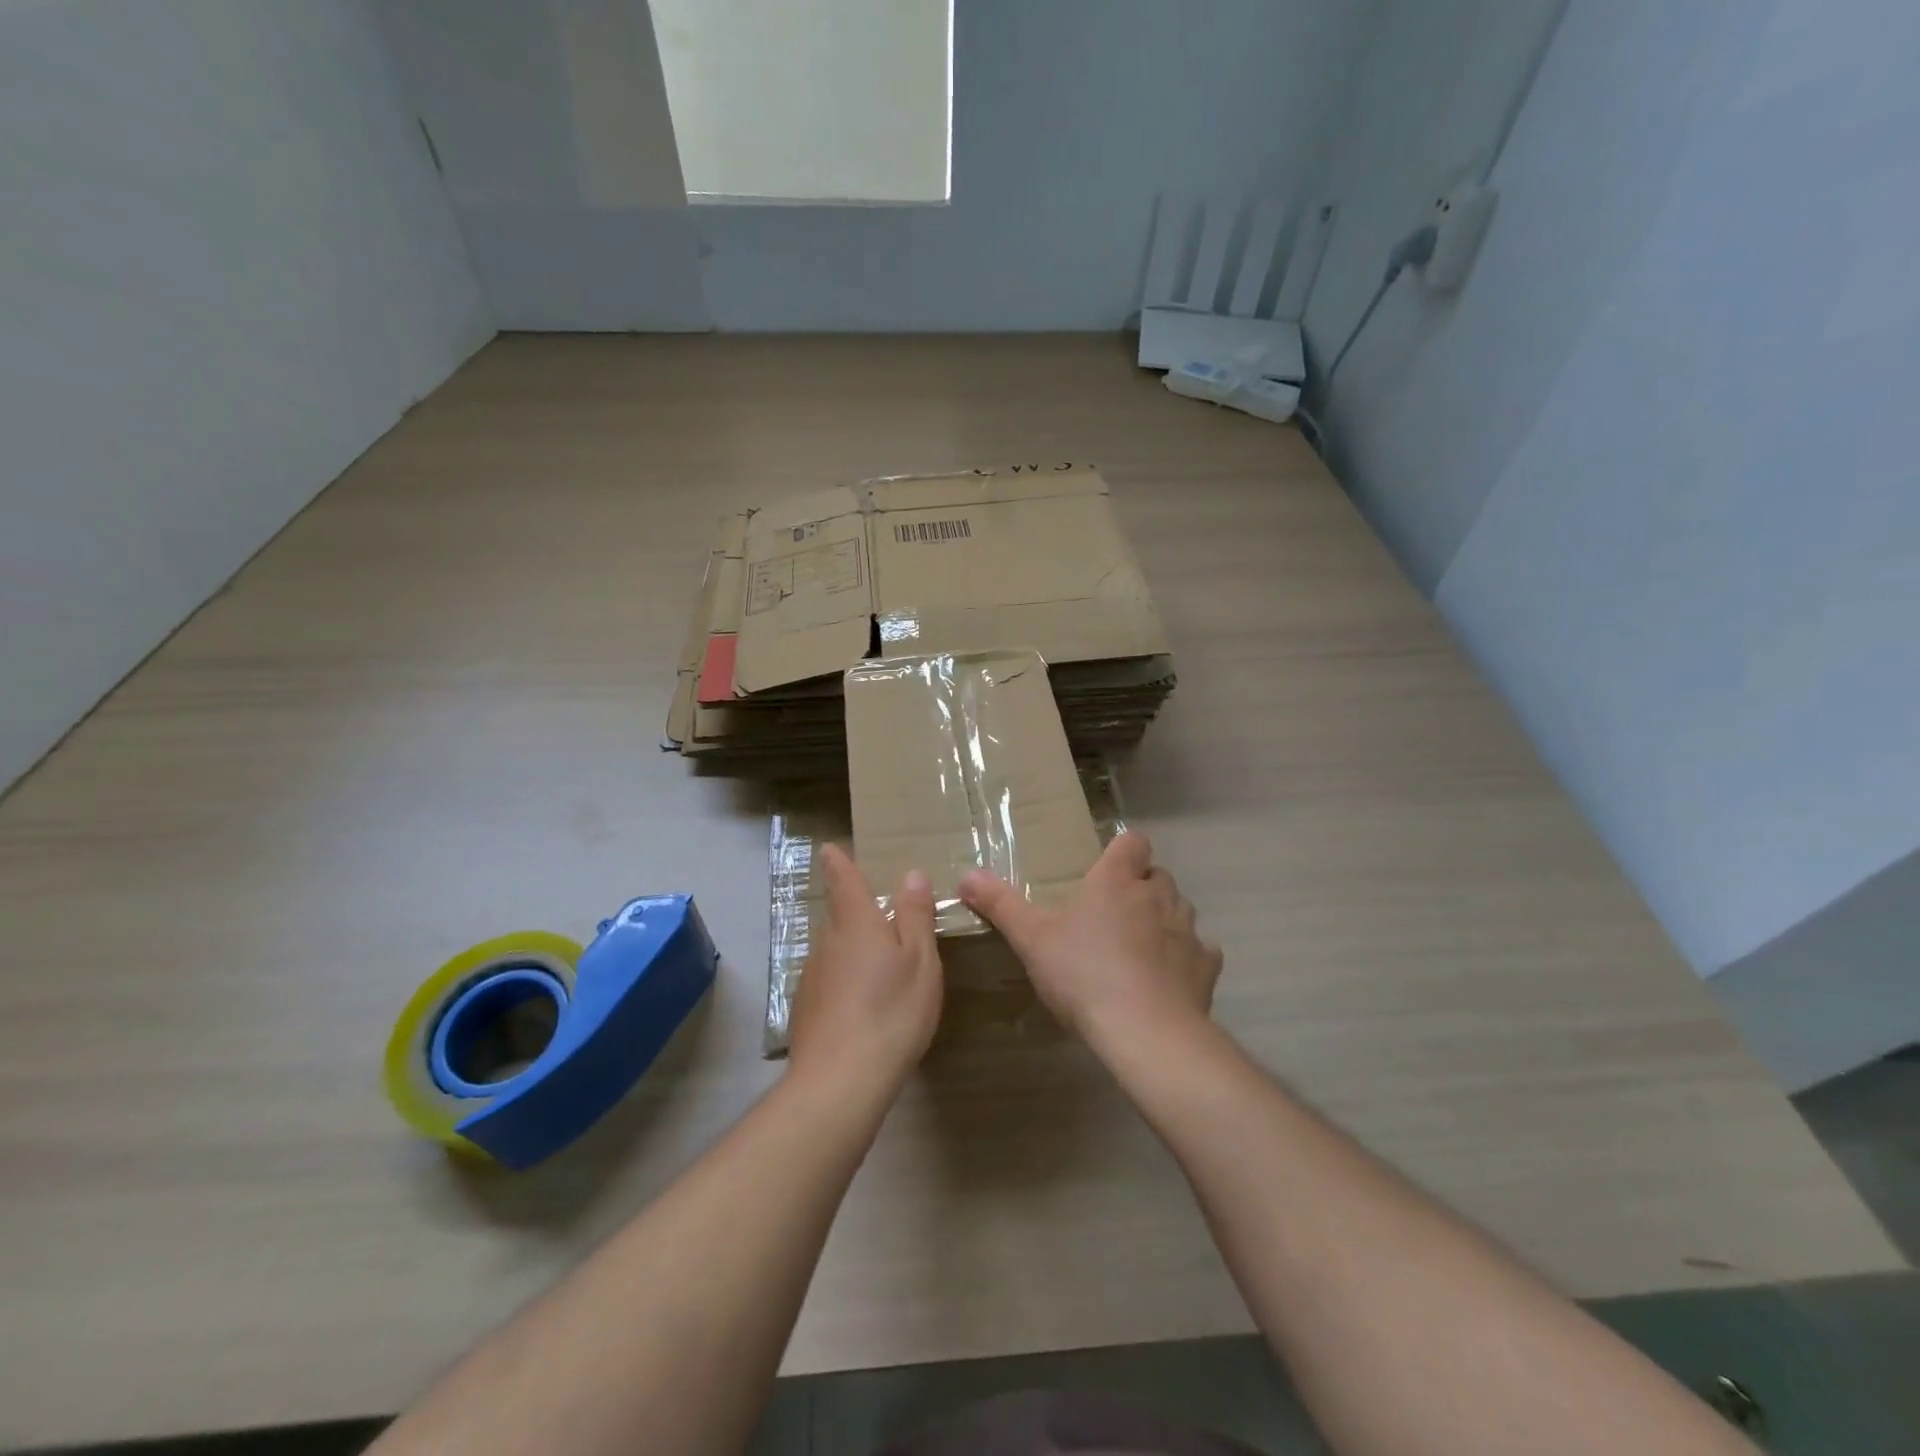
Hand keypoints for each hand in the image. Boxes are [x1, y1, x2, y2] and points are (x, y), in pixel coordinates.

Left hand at [788, 844, 942, 1096]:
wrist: (840, 1081)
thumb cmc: (891, 1011)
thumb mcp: (920, 961)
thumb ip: (915, 916)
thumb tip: (911, 874)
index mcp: (856, 923)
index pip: (843, 880)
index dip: (838, 861)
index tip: (830, 848)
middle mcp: (827, 942)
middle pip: (840, 917)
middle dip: (857, 914)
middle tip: (884, 922)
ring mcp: (812, 977)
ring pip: (834, 951)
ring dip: (853, 952)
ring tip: (880, 970)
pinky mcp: (806, 1010)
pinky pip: (828, 982)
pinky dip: (844, 984)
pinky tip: (862, 1008)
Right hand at [958, 833, 1221, 1057]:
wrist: (1144, 1031)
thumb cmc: (1083, 974)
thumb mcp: (1031, 939)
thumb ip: (1000, 904)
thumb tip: (966, 875)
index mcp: (1116, 881)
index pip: (1132, 842)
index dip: (1123, 850)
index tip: (1108, 868)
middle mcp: (1157, 896)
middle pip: (1158, 876)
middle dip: (1142, 888)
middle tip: (1114, 914)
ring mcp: (1187, 930)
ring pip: (1181, 910)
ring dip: (1164, 920)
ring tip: (1140, 947)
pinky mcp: (1206, 967)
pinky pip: (1201, 952)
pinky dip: (1188, 959)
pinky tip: (1169, 979)